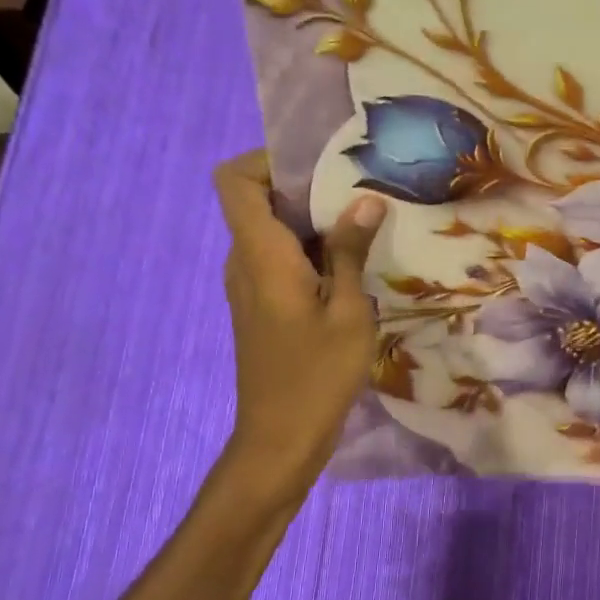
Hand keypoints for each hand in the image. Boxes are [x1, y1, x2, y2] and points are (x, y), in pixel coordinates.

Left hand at [212, 152, 386, 511]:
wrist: (280, 439)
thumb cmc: (316, 374)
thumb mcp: (347, 310)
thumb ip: (350, 251)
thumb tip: (365, 200)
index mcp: (260, 255)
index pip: (234, 181)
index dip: (266, 160)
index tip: (318, 166)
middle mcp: (244, 262)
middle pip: (258, 201)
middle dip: (306, 189)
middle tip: (360, 191)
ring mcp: (249, 286)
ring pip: (272, 231)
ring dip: (313, 223)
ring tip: (365, 225)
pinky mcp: (261, 306)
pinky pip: (279, 259)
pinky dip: (310, 252)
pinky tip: (352, 268)